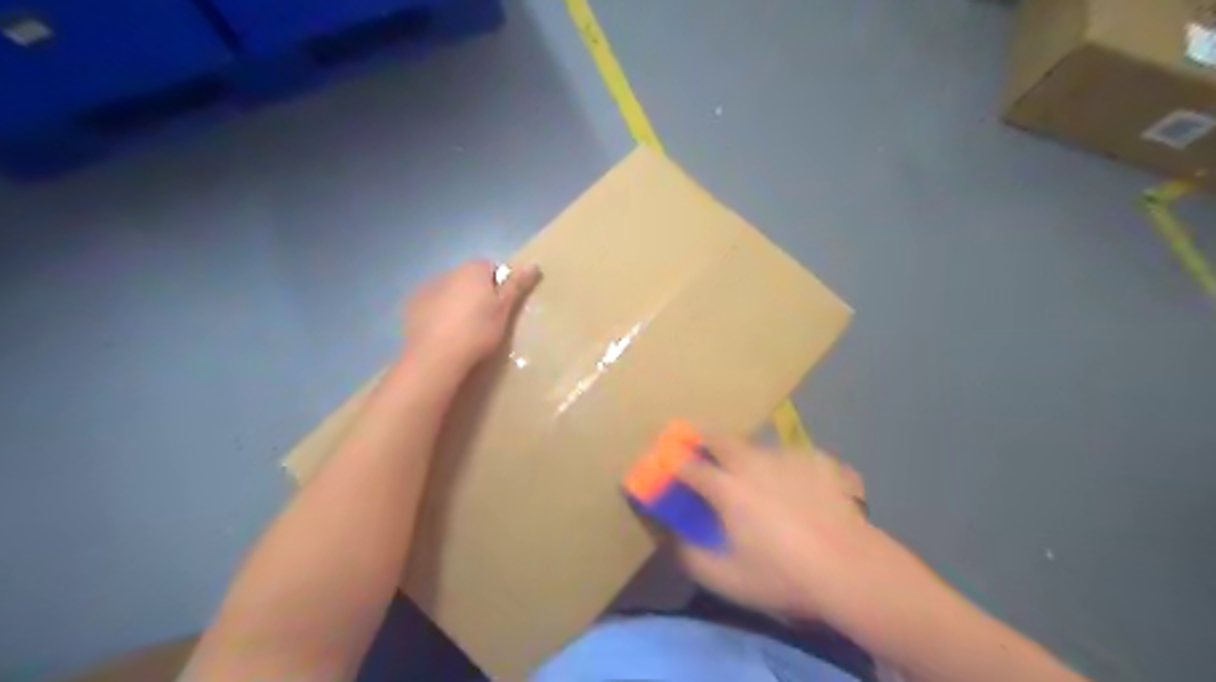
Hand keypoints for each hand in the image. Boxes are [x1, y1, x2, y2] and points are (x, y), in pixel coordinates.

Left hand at [406, 258, 539, 369]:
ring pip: (449, 291)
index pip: (491, 267)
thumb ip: (517, 285)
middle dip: (477, 294)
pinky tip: (444, 334)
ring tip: (463, 330)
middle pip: (469, 279)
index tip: (502, 307)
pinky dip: (438, 314)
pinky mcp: (412, 306)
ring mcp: (427, 288)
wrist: (435, 356)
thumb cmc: (477, 330)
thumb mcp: (504, 309)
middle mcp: (449, 271)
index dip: (499, 286)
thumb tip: (533, 263)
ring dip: (456, 303)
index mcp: (473, 269)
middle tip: (486, 321)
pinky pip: (432, 305)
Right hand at [675, 439, 884, 620]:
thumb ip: (692, 557)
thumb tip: (675, 539)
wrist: (852, 569)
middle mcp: (753, 463)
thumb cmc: (784, 575)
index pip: (689, 466)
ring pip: (755, 445)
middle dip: (703, 439)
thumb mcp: (728, 579)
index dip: (674, 463)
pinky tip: (794, 485)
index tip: (668, 464)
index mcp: (727, 488)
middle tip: (701, 450)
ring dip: (744, 453)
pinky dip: (781, 465)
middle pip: (719, 438)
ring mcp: (787, 457)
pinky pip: (789, 455)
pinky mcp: (816, 459)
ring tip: (751, 474)